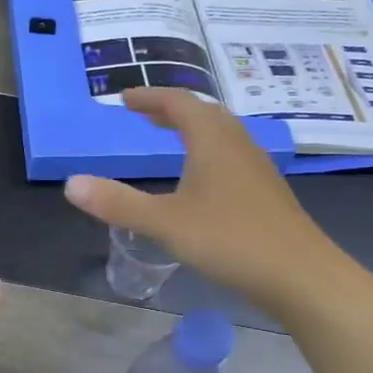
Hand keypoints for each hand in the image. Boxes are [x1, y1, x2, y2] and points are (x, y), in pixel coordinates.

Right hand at [64, 88, 332, 312]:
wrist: (301, 275)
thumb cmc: (231, 241)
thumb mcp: (166, 223)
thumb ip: (118, 203)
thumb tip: (71, 183)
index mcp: (212, 140)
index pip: (179, 102)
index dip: (150, 97)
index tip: (124, 99)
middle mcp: (237, 144)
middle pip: (203, 112)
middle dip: (171, 109)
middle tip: (144, 115)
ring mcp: (257, 167)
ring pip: (222, 133)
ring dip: (193, 128)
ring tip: (170, 138)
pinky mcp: (267, 191)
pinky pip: (232, 155)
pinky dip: (208, 151)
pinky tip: (202, 180)